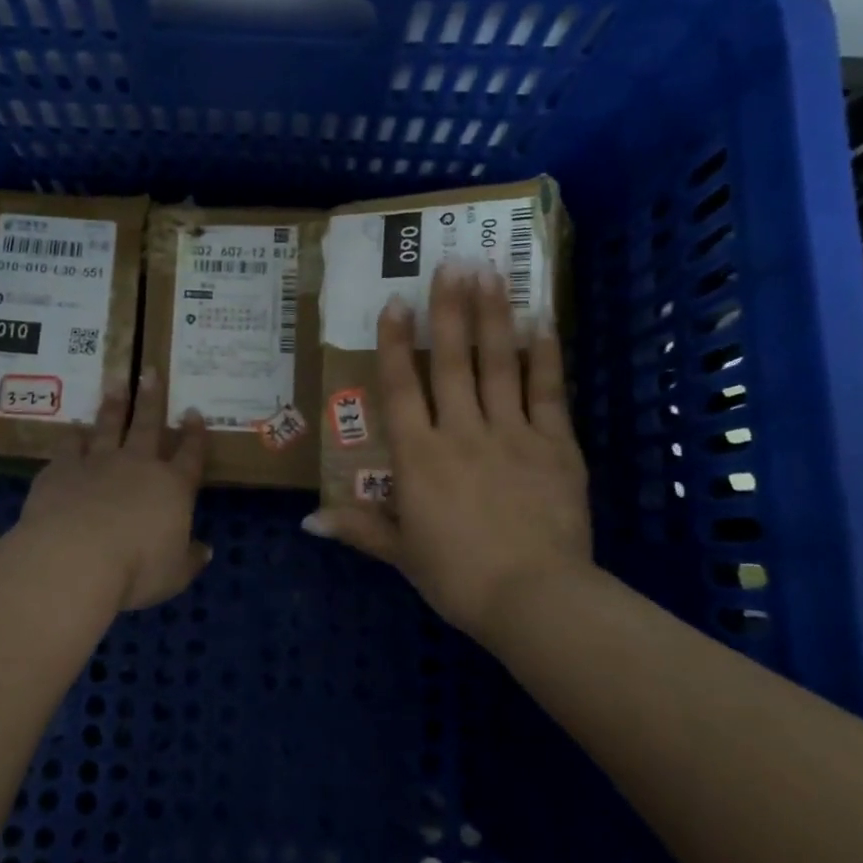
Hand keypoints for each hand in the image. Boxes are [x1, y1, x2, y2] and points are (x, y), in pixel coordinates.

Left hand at [15, 367, 210, 614]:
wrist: (75, 558)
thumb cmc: (135, 569)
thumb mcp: (174, 575)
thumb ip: (190, 560)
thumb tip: (205, 550)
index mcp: (172, 487)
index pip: (190, 454)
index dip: (194, 434)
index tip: (192, 412)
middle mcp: (137, 465)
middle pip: (147, 425)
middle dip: (151, 398)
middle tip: (150, 372)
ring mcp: (97, 462)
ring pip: (108, 425)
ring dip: (113, 404)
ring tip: (114, 381)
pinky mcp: (62, 469)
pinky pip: (69, 445)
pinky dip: (73, 436)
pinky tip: (73, 429)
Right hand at [303, 261, 593, 641]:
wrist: (535, 599)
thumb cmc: (457, 577)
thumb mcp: (401, 553)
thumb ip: (358, 527)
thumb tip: (307, 521)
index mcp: (418, 457)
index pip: (399, 389)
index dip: (393, 343)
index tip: (394, 302)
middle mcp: (461, 432)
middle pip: (450, 362)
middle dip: (448, 310)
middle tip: (450, 263)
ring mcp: (511, 434)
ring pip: (498, 365)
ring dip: (492, 316)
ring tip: (490, 273)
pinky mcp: (555, 444)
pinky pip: (548, 391)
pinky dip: (544, 355)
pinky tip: (541, 321)